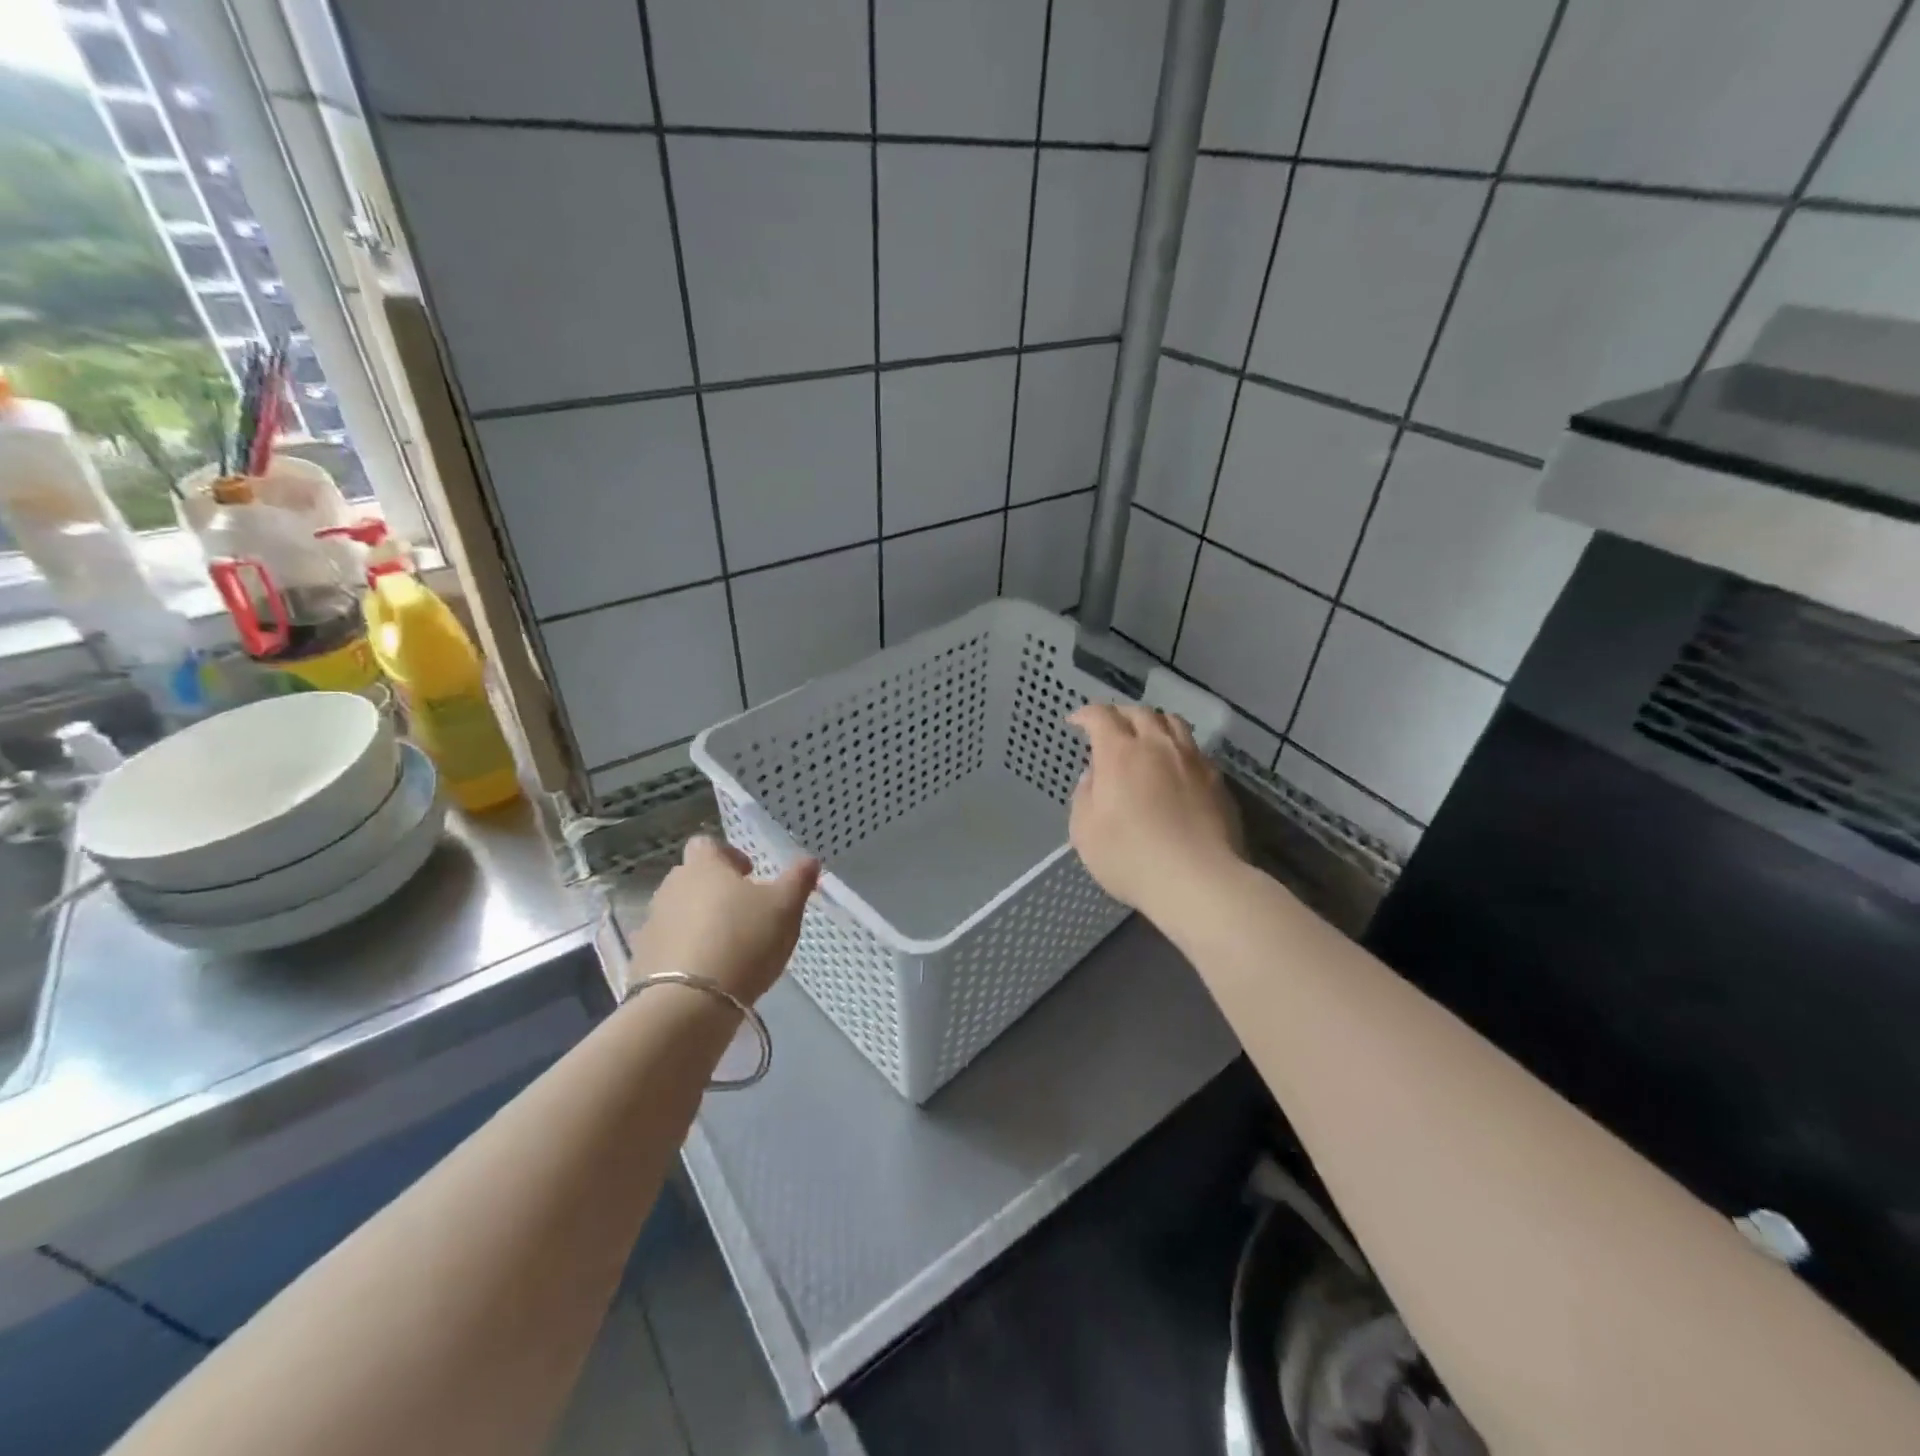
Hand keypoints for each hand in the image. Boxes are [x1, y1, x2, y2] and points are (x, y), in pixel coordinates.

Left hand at [630, 836, 819, 1004]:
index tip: (749, 874)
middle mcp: (671, 887)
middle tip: (743, 912)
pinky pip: (667, 945)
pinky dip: (684, 951)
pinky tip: (706, 972)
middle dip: (714, 890)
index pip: (707, 844)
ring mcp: (652, 924)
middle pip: (691, 878)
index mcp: (703, 866)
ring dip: (699, 921)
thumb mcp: (785, 908)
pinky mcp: (642, 959)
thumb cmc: (744, 940)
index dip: (728, 855)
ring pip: (679, 912)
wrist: (689, 1003)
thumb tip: (809, 860)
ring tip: (726, 946)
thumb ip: (798, 880)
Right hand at [1067, 703, 1241, 918]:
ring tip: (1147, 737)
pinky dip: (1178, 748)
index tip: (1076, 721)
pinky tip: (1175, 768)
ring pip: (1173, 723)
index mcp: (1120, 753)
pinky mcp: (1217, 781)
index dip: (1086, 714)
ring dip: (1154, 723)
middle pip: (1140, 712)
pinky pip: (1194, 750)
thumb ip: (1084, 796)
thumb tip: (1094, 776)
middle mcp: (1158, 746)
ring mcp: (1192, 760)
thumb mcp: (1084, 832)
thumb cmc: (1130, 857)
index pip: (1101, 716)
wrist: (1198, 880)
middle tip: (1109, 728)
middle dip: (1120, 714)